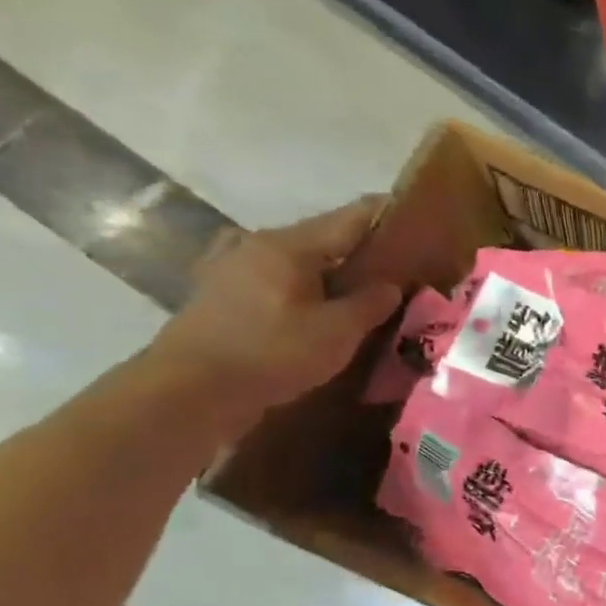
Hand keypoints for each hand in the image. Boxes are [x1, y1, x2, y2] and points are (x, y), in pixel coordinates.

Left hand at [149, 199, 401, 432]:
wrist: (190, 391)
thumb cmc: (271, 353)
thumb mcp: (338, 331)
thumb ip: (370, 303)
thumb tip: (390, 285)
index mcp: (288, 245)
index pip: (349, 218)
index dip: (384, 215)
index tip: (415, 216)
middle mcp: (256, 245)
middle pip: (321, 238)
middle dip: (358, 249)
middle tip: (394, 265)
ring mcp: (231, 268)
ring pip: (295, 260)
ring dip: (327, 270)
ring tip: (355, 289)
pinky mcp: (219, 295)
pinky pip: (273, 280)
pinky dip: (299, 287)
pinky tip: (311, 305)